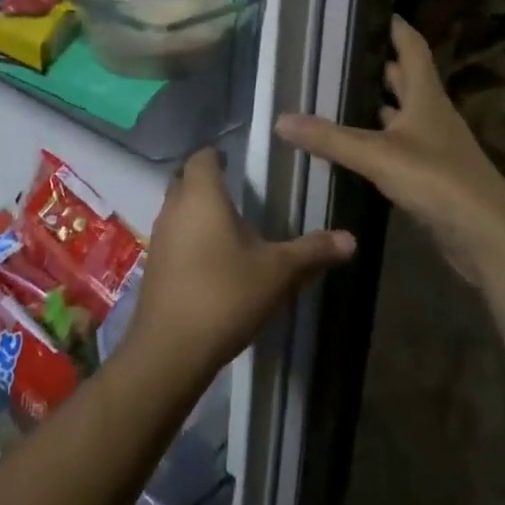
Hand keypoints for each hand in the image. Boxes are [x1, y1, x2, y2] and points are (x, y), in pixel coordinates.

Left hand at [123, 148, 353, 379]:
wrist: (171, 349)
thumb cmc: (226, 295)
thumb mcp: (278, 272)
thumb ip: (313, 251)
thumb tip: (351, 238)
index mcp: (202, 195)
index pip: (203, 156)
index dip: (219, 155)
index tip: (240, 164)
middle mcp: (174, 207)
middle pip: (185, 179)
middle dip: (208, 181)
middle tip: (240, 193)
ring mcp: (159, 236)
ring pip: (177, 208)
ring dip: (198, 210)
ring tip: (230, 226)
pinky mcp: (154, 264)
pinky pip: (173, 236)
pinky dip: (190, 237)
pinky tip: (213, 260)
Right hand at [275, 16, 504, 281]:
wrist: (488, 236)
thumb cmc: (438, 180)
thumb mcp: (377, 155)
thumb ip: (330, 138)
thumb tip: (280, 119)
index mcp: (426, 96)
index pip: (411, 47)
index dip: (394, 26)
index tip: (370, 11)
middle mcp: (431, 114)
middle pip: (404, 79)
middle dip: (375, 66)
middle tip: (336, 56)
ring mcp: (434, 146)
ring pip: (400, 114)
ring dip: (375, 105)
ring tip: (335, 96)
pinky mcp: (431, 175)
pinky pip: (397, 146)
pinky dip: (376, 140)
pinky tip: (351, 146)